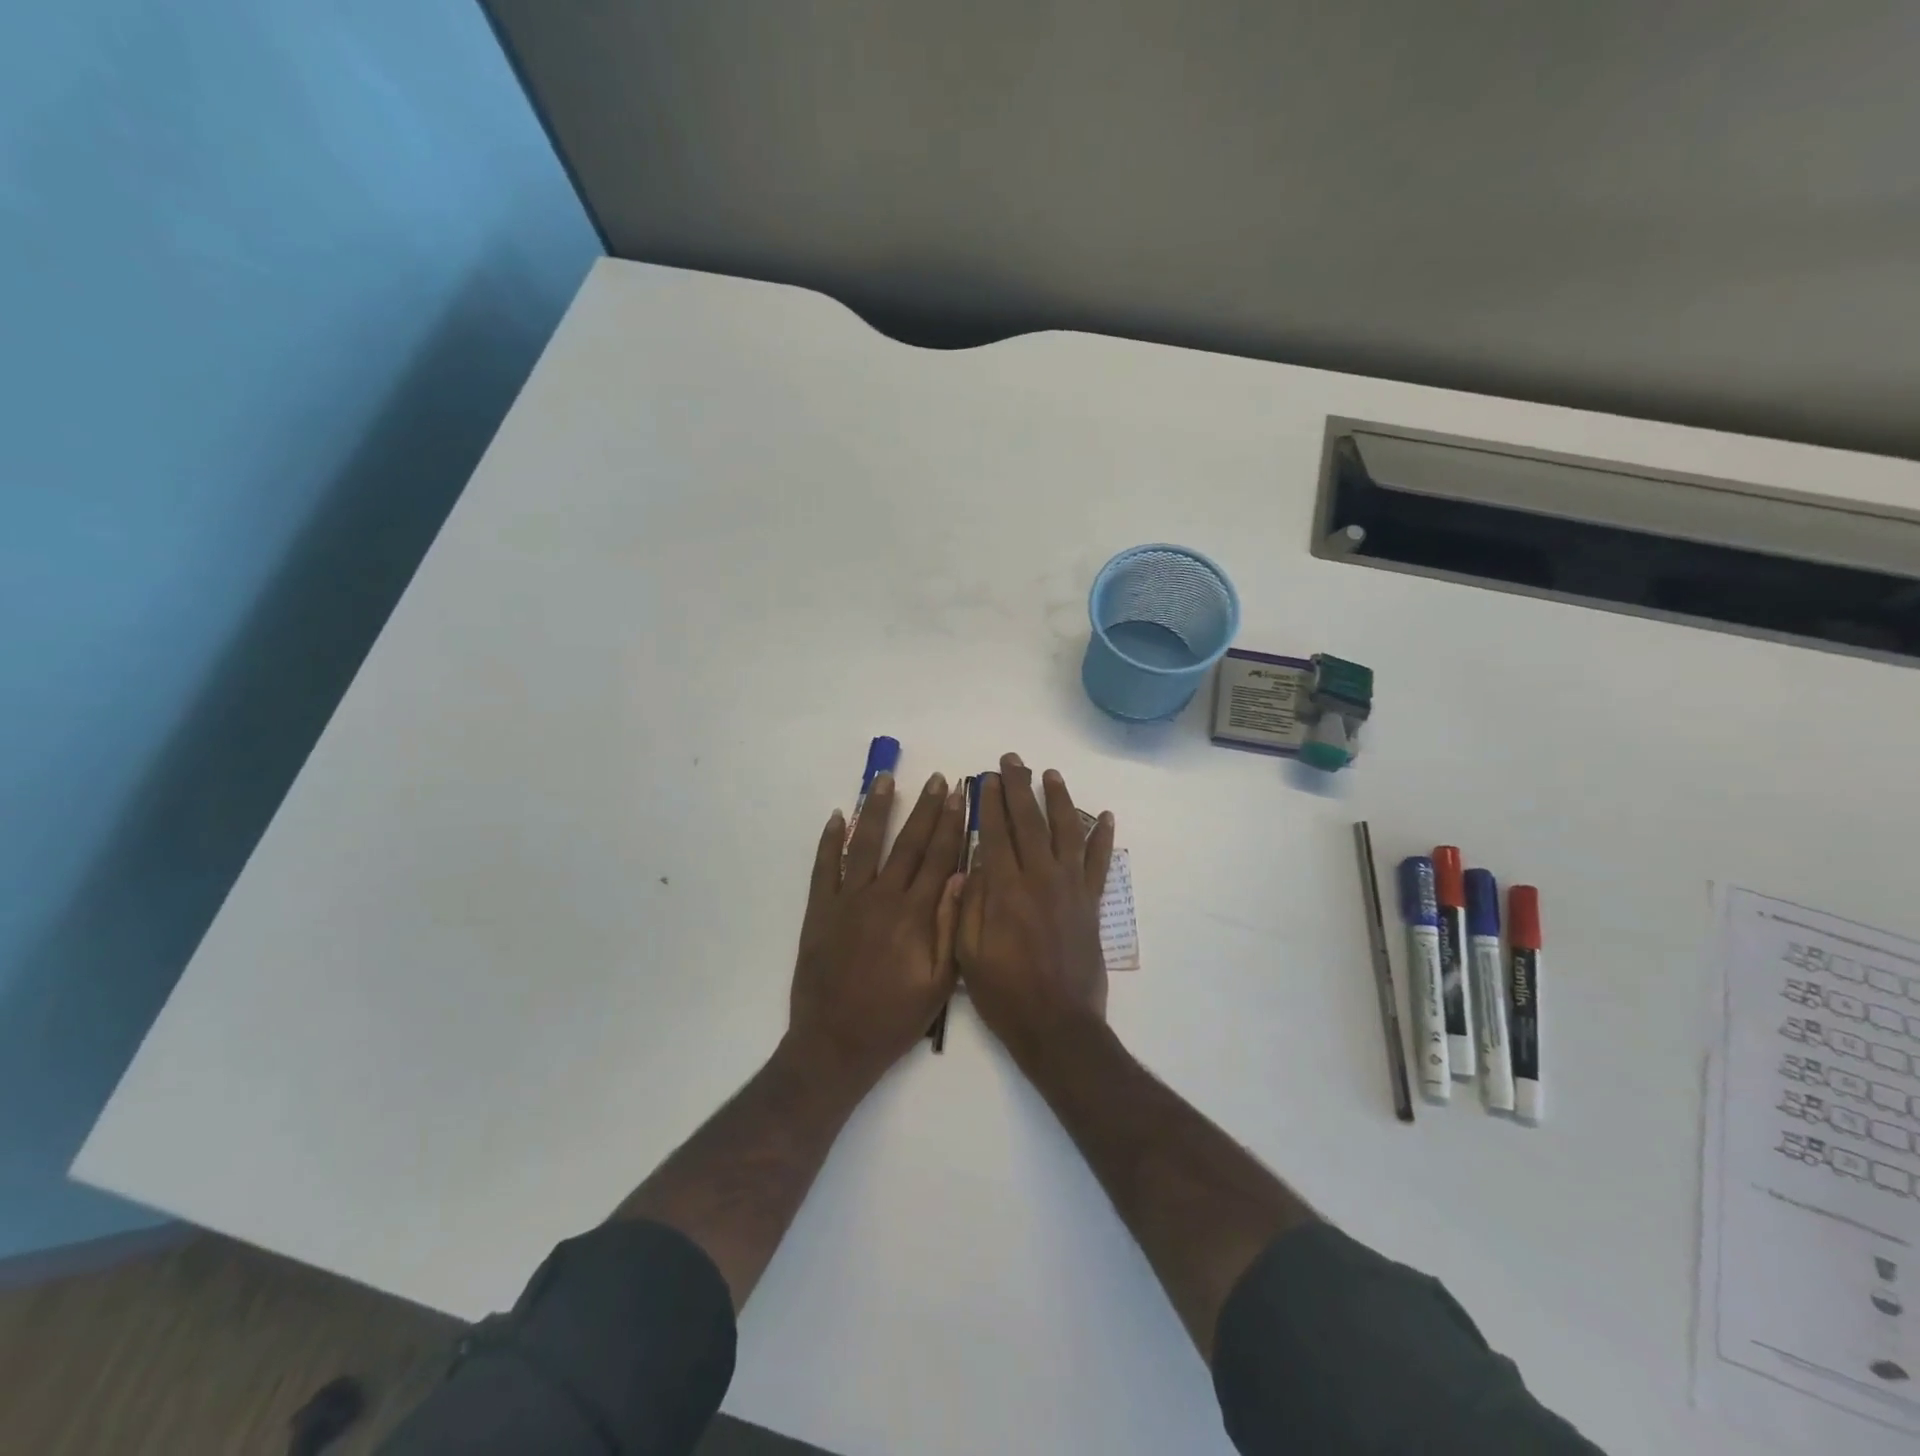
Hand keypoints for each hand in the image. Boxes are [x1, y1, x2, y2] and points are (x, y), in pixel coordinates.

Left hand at [788, 771, 965, 1090]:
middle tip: (935, 779)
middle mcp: (882, 898)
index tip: (959, 795)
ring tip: (885, 780)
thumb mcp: (939, 984)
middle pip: (907, 844)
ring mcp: (847, 901)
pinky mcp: (820, 911)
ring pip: (865, 845)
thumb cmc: (894, 1018)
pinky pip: (824, 867)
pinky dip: (830, 840)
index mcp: (915, 915)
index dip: (950, 824)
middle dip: (924, 809)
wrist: (836, 1044)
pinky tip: (838, 817)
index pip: (938, 858)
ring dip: (877, 810)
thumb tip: (962, 878)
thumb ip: (951, 928)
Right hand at [956, 754, 1115, 1066]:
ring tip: (1051, 774)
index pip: (995, 832)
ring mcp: (1071, 889)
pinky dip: (1103, 838)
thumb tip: (972, 862)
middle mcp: (1040, 879)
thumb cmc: (1004, 994)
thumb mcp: (967, 953)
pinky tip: (1105, 816)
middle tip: (1011, 761)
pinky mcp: (1092, 904)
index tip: (985, 777)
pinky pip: (1099, 863)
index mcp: (1005, 890)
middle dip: (1018, 787)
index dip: (989, 802)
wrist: (1058, 1027)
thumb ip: (968, 903)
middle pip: (1029, 821)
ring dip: (1059, 799)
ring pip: (1067, 831)